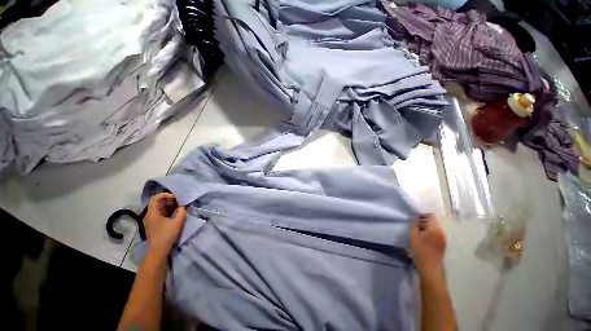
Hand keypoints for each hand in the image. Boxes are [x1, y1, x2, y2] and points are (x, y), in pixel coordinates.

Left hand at [143, 192, 186, 257]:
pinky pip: (158, 214)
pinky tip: (173, 214)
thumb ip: (182, 212)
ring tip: (178, 207)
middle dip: (167, 200)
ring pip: (157, 209)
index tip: (174, 197)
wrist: (158, 250)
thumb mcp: (177, 222)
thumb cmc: (167, 235)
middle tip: (178, 202)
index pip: (154, 198)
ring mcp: (149, 221)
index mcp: (152, 213)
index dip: (164, 195)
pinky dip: (165, 212)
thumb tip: (183, 206)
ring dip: (167, 206)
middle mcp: (148, 215)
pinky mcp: (152, 225)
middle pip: (156, 203)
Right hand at [409, 214, 445, 274]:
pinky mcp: (443, 244)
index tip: (414, 219)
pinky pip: (436, 234)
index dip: (422, 215)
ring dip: (426, 228)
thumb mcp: (413, 236)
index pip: (430, 216)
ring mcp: (443, 239)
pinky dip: (430, 233)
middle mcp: (441, 232)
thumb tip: (415, 217)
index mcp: (434, 229)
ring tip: (417, 233)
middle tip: (414, 226)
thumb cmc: (419, 250)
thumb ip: (414, 224)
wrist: (429, 267)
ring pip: (435, 228)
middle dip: (423, 222)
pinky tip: (423, 239)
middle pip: (433, 222)